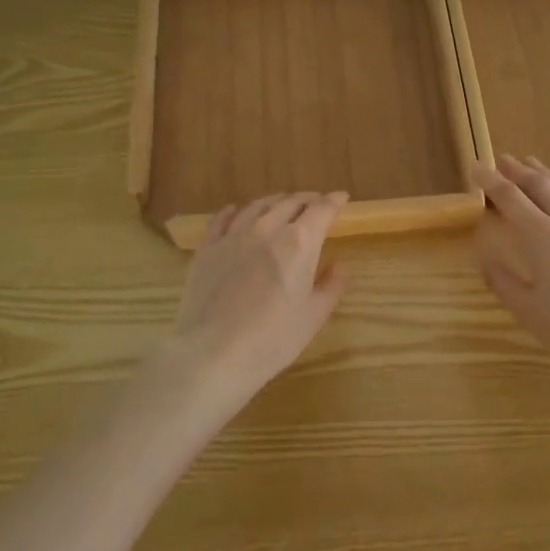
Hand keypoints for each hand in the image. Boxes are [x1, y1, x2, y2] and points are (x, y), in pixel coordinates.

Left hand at [163, 191, 349, 415]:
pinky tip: (234, 210)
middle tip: (315, 204)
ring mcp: (234, 235)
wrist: (213, 353)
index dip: (334, 201)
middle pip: (290, 202)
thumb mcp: (314, 316)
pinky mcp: (208, 248)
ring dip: (275, 202)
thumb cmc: (273, 339)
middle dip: (307, 200)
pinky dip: (233, 211)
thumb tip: (339, 266)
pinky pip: (222, 219)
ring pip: (257, 206)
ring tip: (281, 204)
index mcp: (299, 242)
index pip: (322, 210)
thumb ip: (331, 286)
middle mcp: (267, 228)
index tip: (341, 197)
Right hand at [473, 156, 549, 393]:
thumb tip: (484, 260)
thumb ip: (503, 282)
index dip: (489, 180)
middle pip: (539, 186)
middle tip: (503, 161)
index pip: (509, 197)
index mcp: (541, 236)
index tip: (476, 167)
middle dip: (517, 171)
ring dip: (548, 174)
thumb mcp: (528, 311)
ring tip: (532, 163)